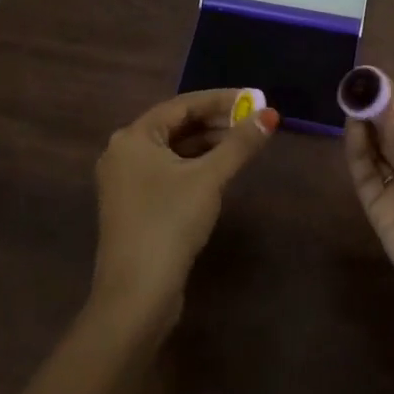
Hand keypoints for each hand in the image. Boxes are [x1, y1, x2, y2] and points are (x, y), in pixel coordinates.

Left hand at [91, 89, 277, 333]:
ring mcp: (126, 182)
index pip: (182, 105)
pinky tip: (221, 170)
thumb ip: (240, 144)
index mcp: (133, 137)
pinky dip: (195, 166)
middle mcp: (123, 153)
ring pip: (174, 150)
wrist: (136, 295)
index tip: (254, 98)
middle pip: (176, 126)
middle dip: (216, 121)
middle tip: (253, 120)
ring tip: (244, 143)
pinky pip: (169, 172)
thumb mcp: (209, 178)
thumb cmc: (169, 223)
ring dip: (207, 144)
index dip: (221, 99)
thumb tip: (270, 115)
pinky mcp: (135, 206)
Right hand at [345, 80, 393, 333]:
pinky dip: (357, 152)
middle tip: (354, 84)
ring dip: (363, 126)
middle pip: (390, 131)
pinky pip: (365, 175)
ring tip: (350, 100)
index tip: (373, 75)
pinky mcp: (379, 210)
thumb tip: (384, 105)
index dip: (393, 97)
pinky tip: (352, 130)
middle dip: (374, 108)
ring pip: (374, 150)